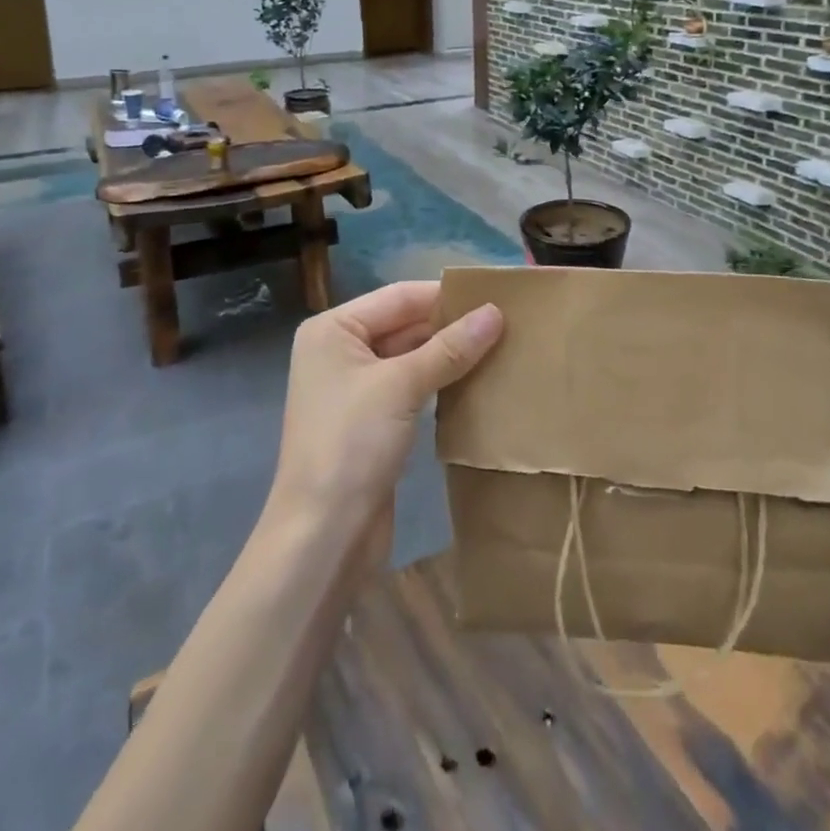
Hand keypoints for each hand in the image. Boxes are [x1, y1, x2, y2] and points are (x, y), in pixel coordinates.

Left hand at [268, 281, 502, 537]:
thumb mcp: (401, 386)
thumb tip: (495, 313)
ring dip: (449, 354)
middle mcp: (340, 351)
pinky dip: (440, 381)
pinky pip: (411, 386)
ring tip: (502, 345)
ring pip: (410, 356)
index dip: (445, 295)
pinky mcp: (372, 420)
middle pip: (404, 324)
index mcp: (333, 329)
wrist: (323, 535)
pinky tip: (477, 380)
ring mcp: (355, 387)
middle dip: (450, 325)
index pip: (398, 297)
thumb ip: (449, 348)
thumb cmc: (352, 444)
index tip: (496, 295)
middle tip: (507, 322)